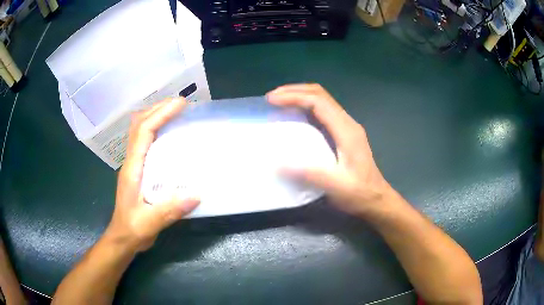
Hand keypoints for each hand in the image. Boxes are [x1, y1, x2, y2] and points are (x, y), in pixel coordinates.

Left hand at [105, 98, 199, 251]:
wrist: (123, 238)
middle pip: (140, 124)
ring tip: (176, 111)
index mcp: (132, 168)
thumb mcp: (150, 223)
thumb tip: (196, 194)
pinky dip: (156, 129)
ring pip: (140, 130)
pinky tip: (170, 134)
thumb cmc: (133, 229)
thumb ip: (169, 210)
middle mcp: (131, 161)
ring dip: (156, 115)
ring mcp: (134, 164)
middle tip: (181, 103)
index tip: (180, 104)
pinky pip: (146, 141)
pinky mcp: (139, 170)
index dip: (160, 114)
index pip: (143, 132)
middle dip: (158, 108)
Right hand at [267, 84, 392, 216]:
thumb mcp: (337, 186)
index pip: (318, 101)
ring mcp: (345, 127)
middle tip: (271, 98)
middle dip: (294, 91)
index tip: (272, 100)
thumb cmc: (359, 193)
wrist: (376, 199)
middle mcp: (346, 122)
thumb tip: (278, 163)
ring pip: (321, 101)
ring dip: (299, 97)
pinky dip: (304, 107)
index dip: (294, 96)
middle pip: (320, 94)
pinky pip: (321, 112)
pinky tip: (293, 117)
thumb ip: (310, 174)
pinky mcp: (343, 134)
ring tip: (278, 103)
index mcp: (346, 129)